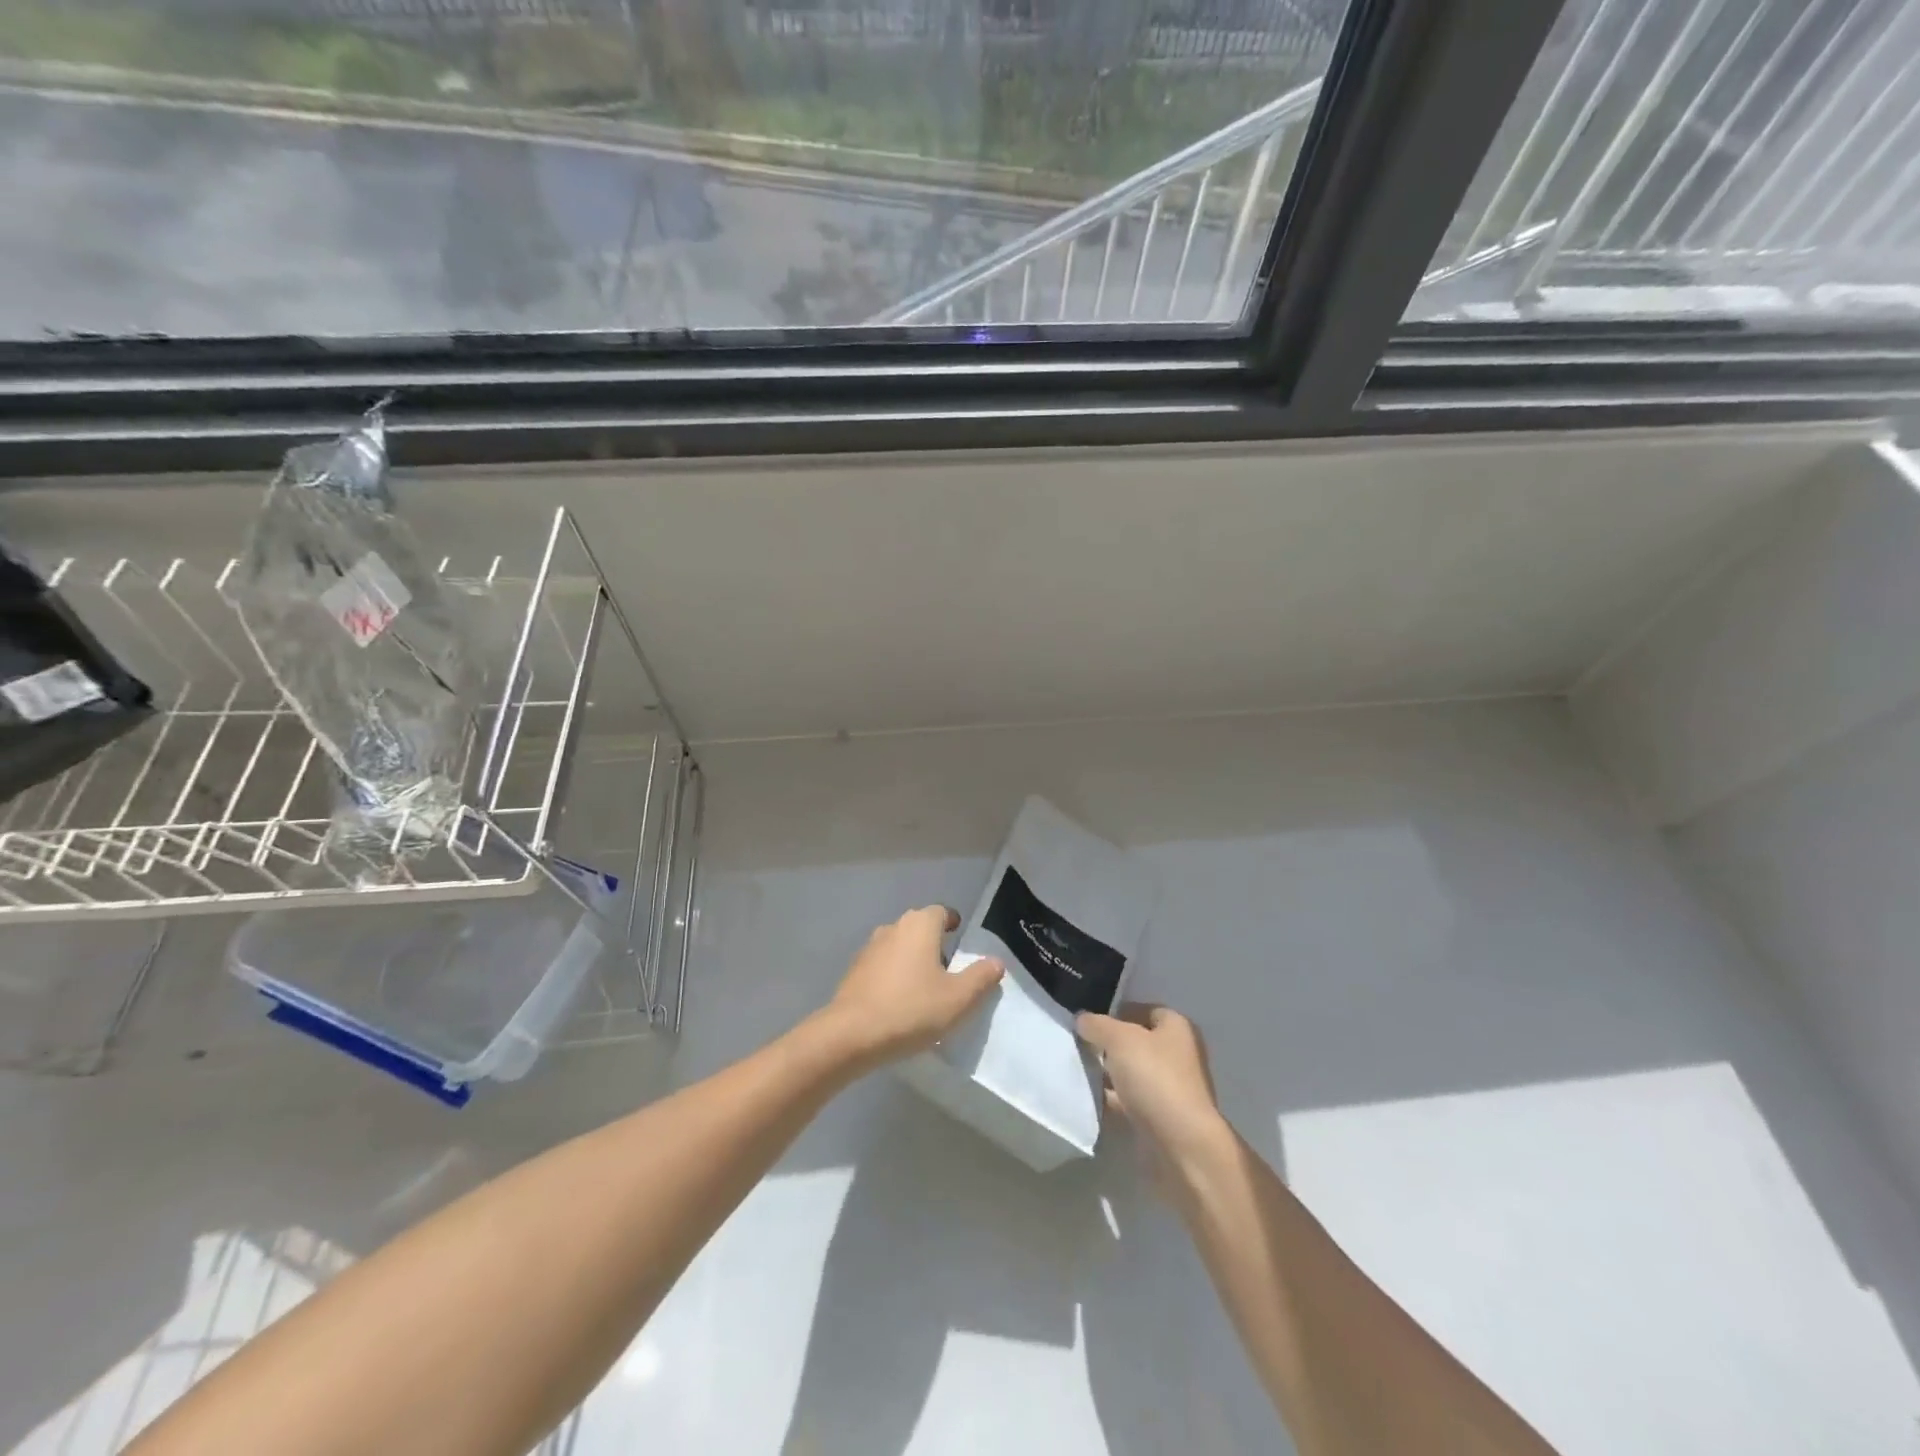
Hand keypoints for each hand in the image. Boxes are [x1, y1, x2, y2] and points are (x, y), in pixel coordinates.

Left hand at [820, 906, 1003, 1072]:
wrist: (851, 1035)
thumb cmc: (911, 1009)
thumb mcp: (958, 999)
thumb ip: (981, 977)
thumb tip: (996, 961)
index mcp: (920, 926)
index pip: (941, 912)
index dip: (952, 923)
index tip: (961, 938)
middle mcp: (893, 928)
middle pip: (919, 928)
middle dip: (934, 943)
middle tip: (949, 970)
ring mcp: (869, 949)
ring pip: (899, 946)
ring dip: (912, 960)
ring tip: (925, 989)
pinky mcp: (854, 972)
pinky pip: (882, 966)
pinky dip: (894, 976)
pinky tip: (900, 1002)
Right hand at [1077, 1004, 1228, 1176]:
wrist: (1181, 1147)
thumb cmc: (1155, 1079)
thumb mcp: (1120, 1039)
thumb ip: (1097, 1024)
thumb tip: (1082, 1019)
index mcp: (1176, 1028)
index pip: (1143, 1009)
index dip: (1115, 1011)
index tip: (1087, 1020)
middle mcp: (1176, 1055)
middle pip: (1135, 1042)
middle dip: (1107, 1044)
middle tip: (1076, 1044)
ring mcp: (1168, 1089)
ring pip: (1129, 1073)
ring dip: (1106, 1073)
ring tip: (1075, 1069)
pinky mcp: (1157, 1118)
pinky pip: (1127, 1102)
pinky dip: (1109, 1100)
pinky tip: (1086, 1099)